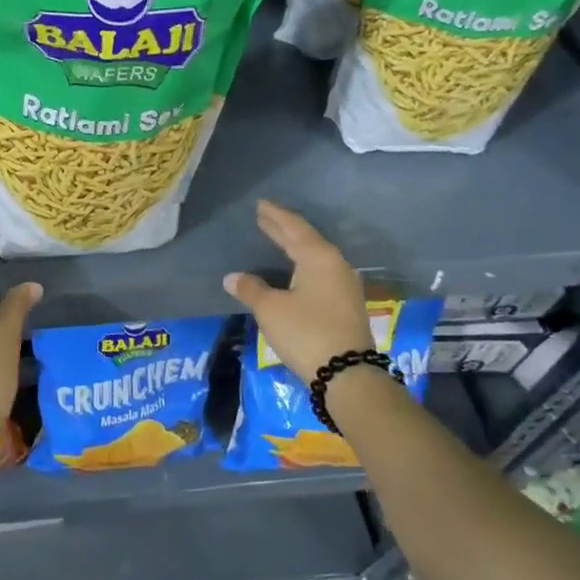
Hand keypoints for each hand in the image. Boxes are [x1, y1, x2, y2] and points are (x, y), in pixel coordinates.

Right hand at [224, 200, 374, 383]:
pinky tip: (293, 270)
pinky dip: (301, 265)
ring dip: (294, 247)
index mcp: (319, 258)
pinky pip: (319, 273)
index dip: (275, 216)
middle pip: (306, 240)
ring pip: (314, 257)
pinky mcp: (344, 305)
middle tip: (264, 217)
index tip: (260, 205)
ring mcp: (343, 286)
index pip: (294, 228)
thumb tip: (232, 277)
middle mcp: (335, 266)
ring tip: (276, 240)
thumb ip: (251, 289)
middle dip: (283, 229)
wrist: (347, 374)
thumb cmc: (305, 332)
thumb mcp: (270, 309)